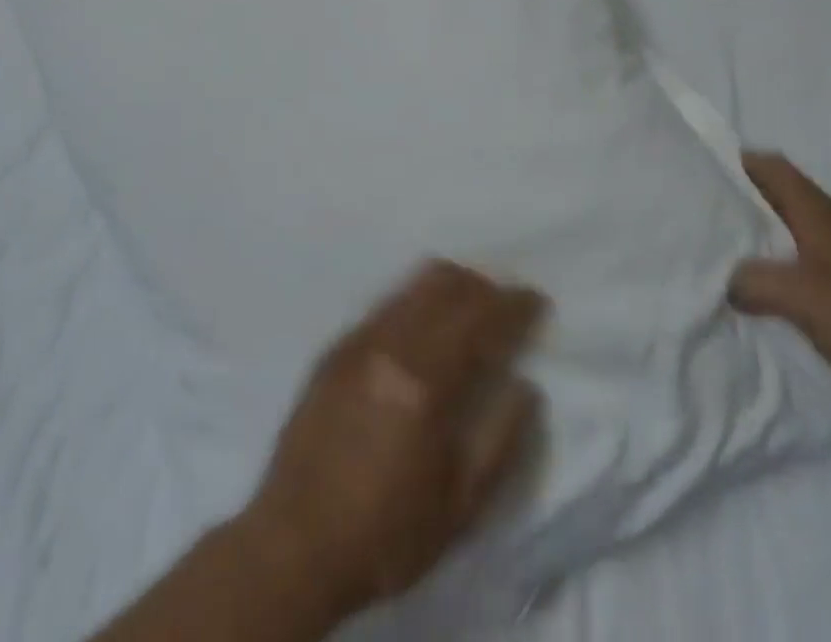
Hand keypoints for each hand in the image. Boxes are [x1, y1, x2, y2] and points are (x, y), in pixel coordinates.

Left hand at [240, 260, 547, 621]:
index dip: (514, 304)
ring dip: (450, 285)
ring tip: (469, 307)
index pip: (481, 319)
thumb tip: (526, 386)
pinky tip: (423, 326)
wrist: (293, 546)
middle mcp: (390, 345)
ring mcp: (358, 340)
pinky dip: (416, 299)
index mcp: (425, 382)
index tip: (536, 300)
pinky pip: (386, 301)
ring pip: (412, 284)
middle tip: (504, 304)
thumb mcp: (460, 507)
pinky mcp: (335, 347)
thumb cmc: (385, 534)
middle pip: (446, 284)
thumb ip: (501, 440)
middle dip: (484, 286)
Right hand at [729, 152, 830, 409]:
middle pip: (780, 193)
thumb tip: (728, 281)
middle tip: (706, 219)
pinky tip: (778, 292)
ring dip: (765, 234)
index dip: (735, 163)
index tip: (701, 176)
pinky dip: (788, 261)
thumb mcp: (801, 299)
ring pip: (796, 226)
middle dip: (743, 201)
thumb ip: (754, 282)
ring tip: (731, 255)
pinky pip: (814, 255)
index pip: (770, 165)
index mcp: (818, 212)